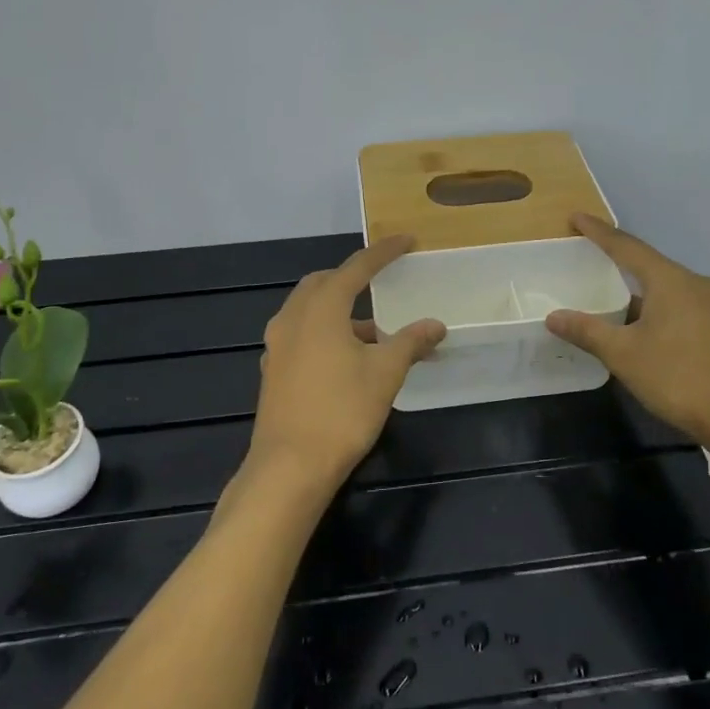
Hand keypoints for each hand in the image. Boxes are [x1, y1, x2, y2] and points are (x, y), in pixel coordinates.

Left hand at [251, 236, 446, 490]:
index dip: (383, 252)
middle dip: (353, 277)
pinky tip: (346, 357)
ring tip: (374, 330)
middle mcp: (293, 317)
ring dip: (340, 308)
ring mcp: (277, 344)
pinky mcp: (273, 369)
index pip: (356, 267)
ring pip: (309, 309)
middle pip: (324, 283)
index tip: (406, 241)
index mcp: (321, 308)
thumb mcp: (385, 373)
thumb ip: (410, 342)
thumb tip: (436, 324)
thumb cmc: (341, 411)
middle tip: (382, 280)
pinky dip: (325, 330)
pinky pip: (301, 333)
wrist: (289, 467)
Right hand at [545, 214, 709, 445]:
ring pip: (669, 286)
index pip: (627, 247)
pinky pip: (684, 303)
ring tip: (615, 296)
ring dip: (641, 289)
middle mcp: (697, 283)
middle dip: (621, 260)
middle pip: (651, 264)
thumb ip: (587, 331)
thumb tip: (554, 317)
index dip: (599, 232)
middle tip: (592, 256)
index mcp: (671, 280)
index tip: (577, 218)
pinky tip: (647, 325)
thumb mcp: (624, 355)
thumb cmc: (679, 378)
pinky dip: (660, 306)